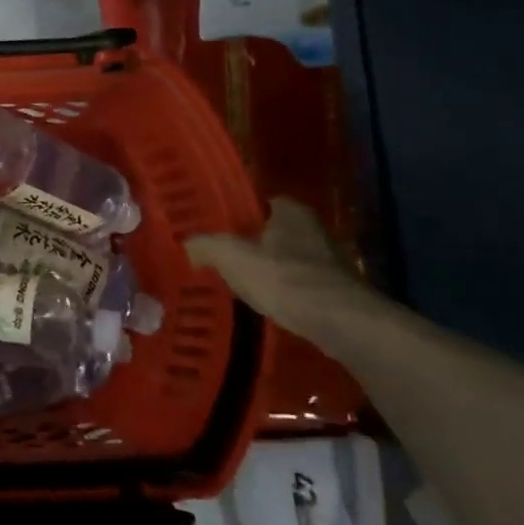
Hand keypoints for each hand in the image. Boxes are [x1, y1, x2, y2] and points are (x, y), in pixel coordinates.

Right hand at [185, 197, 383, 345]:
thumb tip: (187, 243)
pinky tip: (261, 302)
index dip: (236, 215)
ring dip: (264, 269)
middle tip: (219, 256)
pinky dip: (279, 290)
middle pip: (271, 232)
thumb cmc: (281, 276)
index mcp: (290, 211)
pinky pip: (295, 284)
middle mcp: (313, 229)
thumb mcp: (229, 255)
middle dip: (248, 244)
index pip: (258, 203)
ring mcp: (327, 261)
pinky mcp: (332, 290)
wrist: (336, 321)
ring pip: (283, 259)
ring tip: (235, 282)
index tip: (215, 229)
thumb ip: (204, 244)